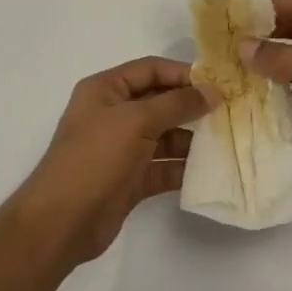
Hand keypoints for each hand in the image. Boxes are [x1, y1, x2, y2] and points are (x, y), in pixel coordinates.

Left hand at [16, 57, 214, 266]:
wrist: (62, 221)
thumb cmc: (95, 157)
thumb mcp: (135, 120)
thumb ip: (176, 104)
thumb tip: (212, 91)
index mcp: (105, 90)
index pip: (149, 69)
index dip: (182, 73)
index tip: (217, 83)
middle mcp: (113, 114)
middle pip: (159, 101)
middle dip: (190, 106)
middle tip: (229, 111)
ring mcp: (121, 148)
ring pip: (163, 135)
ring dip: (190, 138)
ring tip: (224, 141)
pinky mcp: (130, 179)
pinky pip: (162, 166)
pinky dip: (182, 167)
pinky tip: (208, 170)